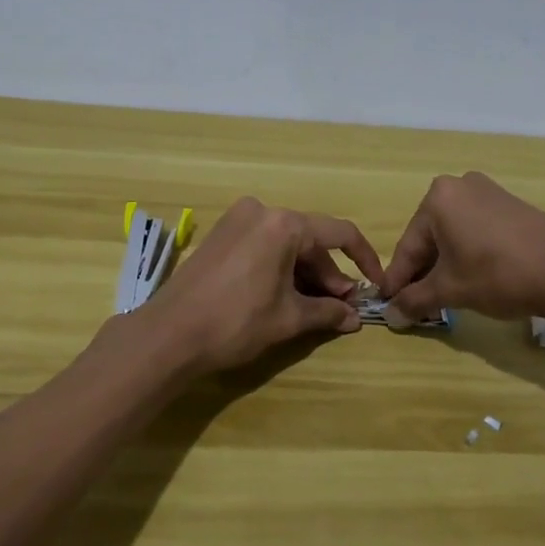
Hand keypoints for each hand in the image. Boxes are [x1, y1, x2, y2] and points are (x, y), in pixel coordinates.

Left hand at [149, 197, 383, 373]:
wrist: (169, 334)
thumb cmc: (236, 322)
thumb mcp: (288, 318)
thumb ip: (327, 312)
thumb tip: (355, 317)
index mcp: (284, 224)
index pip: (340, 233)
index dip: (364, 259)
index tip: (375, 285)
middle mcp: (262, 211)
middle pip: (310, 240)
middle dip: (329, 274)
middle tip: (342, 308)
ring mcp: (237, 220)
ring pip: (286, 244)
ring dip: (305, 273)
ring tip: (316, 307)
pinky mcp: (221, 234)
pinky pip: (264, 245)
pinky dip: (280, 267)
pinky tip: (286, 295)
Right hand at [383, 172, 544, 325]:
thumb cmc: (496, 274)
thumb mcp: (450, 290)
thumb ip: (415, 300)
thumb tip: (390, 314)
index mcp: (438, 198)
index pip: (408, 246)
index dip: (398, 279)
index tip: (389, 303)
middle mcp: (460, 186)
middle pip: (430, 236)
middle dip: (423, 271)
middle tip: (417, 303)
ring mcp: (488, 192)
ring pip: (453, 233)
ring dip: (445, 263)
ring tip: (445, 295)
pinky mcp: (510, 205)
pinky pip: (476, 229)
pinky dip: (468, 252)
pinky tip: (472, 277)